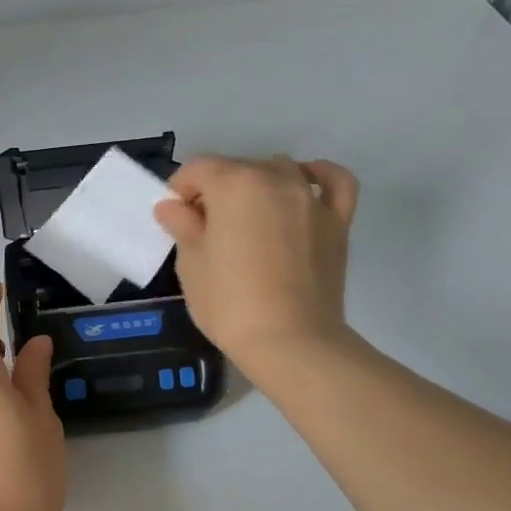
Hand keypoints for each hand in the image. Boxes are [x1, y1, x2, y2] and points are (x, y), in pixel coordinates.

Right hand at [153, 156, 358, 376]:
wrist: (291, 342)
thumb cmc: (230, 303)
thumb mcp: (191, 264)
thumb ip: (183, 226)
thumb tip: (173, 207)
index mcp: (234, 184)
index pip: (198, 169)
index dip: (181, 190)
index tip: (175, 217)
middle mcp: (274, 179)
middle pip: (237, 168)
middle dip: (216, 190)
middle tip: (205, 228)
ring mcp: (310, 198)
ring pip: (279, 170)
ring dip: (258, 184)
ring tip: (247, 217)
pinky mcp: (337, 221)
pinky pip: (333, 182)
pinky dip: (319, 175)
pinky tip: (305, 184)